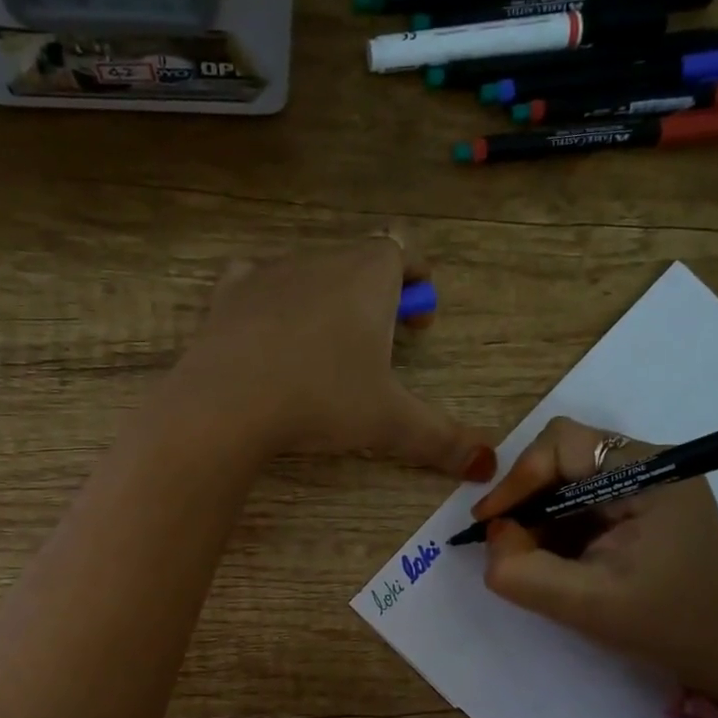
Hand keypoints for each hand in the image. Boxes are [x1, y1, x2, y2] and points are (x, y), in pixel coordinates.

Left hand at [172, 234, 496, 479]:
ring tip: (324, 349)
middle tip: (378, 346)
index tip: (419, 321)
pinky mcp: (228, 294)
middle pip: (358, 262)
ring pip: (309, 272)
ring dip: (324, 299)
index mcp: (369, 275)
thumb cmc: (322, 399)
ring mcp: (270, 272)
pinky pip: (255, 281)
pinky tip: (267, 332)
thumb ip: (442, 439)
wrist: (228, 402)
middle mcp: (321, 260)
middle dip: (375, 296)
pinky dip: (269, 300)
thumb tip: (489, 466)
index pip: (403, 250)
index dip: (417, 278)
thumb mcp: (390, 422)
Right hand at [474, 416, 717, 701]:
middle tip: (503, 540)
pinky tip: (551, 558)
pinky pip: (584, 500)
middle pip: (564, 455)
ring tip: (526, 555)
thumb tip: (493, 534)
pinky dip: (557, 524)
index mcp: (650, 473)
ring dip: (539, 512)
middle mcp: (651, 466)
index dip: (518, 478)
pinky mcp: (643, 509)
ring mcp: (650, 486)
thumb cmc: (665, 626)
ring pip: (570, 478)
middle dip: (526, 496)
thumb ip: (522, 571)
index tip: (490, 523)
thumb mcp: (584, 604)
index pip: (563, 444)